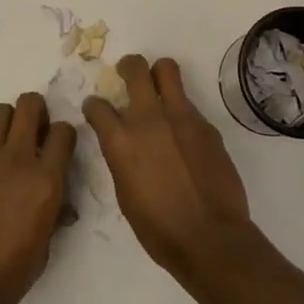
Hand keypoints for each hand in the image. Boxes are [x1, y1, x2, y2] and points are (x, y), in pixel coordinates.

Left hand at [0, 92, 75, 303]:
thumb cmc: (6, 278)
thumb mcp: (42, 251)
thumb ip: (52, 218)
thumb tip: (59, 209)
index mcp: (45, 182)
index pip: (64, 131)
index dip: (65, 135)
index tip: (62, 149)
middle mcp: (18, 161)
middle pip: (29, 104)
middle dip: (38, 110)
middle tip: (38, 133)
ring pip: (1, 112)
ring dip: (12, 119)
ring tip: (15, 143)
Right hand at [82, 56, 252, 280]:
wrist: (210, 236)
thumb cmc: (159, 228)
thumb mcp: (126, 194)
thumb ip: (123, 159)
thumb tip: (125, 146)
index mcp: (121, 141)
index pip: (97, 107)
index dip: (94, 106)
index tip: (96, 109)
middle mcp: (148, 119)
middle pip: (135, 69)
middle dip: (128, 66)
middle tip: (127, 73)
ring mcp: (181, 117)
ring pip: (168, 70)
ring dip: (159, 75)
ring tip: (158, 87)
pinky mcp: (206, 124)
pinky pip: (188, 104)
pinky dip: (181, 111)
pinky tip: (184, 133)